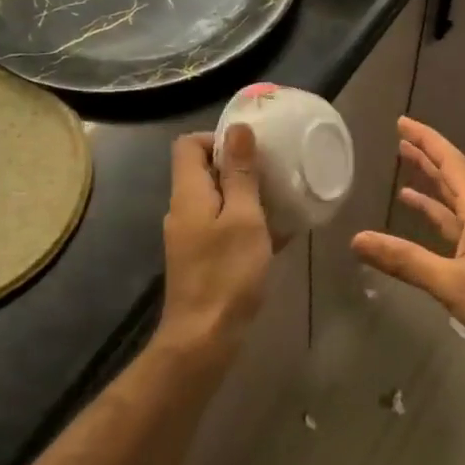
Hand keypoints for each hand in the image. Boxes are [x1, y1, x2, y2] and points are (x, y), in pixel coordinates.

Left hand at [157, 127, 272, 359]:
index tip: (253, 149)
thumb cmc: (227, 273)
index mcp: (188, 193)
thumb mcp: (243, 217)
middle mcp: (183, 211)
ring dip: (247, 197)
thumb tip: (237, 128)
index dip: (218, 138)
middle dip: (239, 167)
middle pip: (204, 172)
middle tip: (275, 173)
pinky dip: (246, 225)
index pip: (189, 145)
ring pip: (218, 202)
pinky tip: (277, 235)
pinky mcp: (202, 260)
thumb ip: (241, 173)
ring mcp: (191, 238)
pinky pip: (224, 229)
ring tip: (281, 201)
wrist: (204, 336)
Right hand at [352, 117, 464, 360]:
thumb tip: (357, 239)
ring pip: (453, 204)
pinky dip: (435, 220)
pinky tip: (420, 220)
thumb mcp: (451, 282)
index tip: (403, 123)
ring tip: (403, 175)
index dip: (427, 141)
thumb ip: (405, 260)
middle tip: (399, 141)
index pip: (451, 164)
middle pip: (452, 179)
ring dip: (429, 188)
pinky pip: (454, 229)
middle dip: (426, 159)